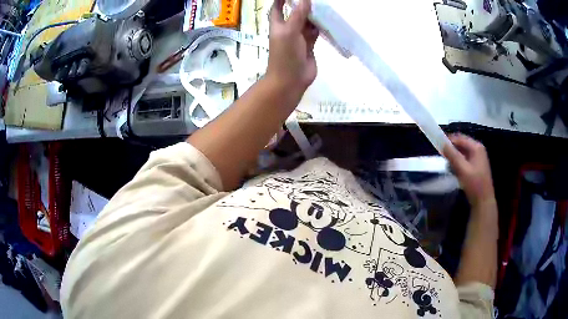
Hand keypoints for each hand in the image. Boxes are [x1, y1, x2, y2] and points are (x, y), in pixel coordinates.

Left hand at [266, 0, 318, 93]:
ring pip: (307, 21)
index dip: (281, 0)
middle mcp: (288, 29)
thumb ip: (298, 15)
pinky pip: (316, 31)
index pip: (278, 7)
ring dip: (314, 15)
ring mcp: (299, 37)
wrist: (291, 80)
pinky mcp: (310, 45)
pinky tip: (328, 20)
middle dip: (303, 4)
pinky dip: (321, 26)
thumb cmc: (285, 55)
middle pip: (295, 12)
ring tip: (325, 6)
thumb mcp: (290, 31)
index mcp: (278, 25)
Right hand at [443, 134, 495, 207]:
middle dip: (451, 148)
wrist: (483, 201)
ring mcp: (478, 158)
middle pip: (462, 144)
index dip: (448, 140)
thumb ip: (452, 155)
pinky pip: (465, 159)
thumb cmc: (474, 184)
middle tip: (441, 155)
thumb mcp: (462, 169)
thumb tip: (442, 143)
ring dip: (454, 156)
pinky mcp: (477, 166)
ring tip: (447, 163)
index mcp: (476, 147)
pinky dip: (458, 162)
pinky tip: (454, 169)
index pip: (460, 138)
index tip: (437, 145)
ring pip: (463, 152)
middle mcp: (478, 149)